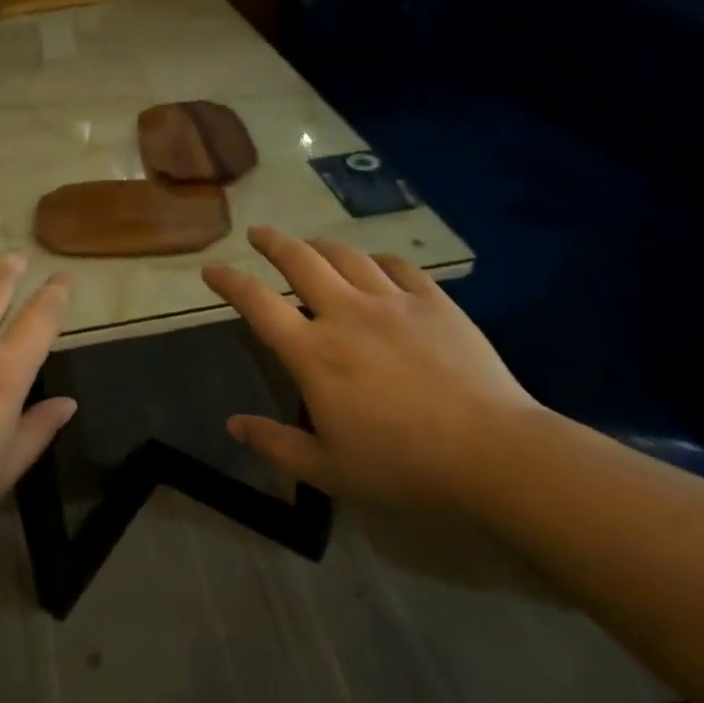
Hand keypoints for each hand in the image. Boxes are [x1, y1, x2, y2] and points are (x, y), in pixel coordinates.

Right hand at [203, 227, 539, 510]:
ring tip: (311, 245)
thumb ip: (275, 444)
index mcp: (313, 352)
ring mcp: (392, 302)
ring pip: (346, 256)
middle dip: (272, 242)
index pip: (257, 303)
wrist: (493, 453)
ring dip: (320, 246)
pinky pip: (398, 267)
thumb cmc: (403, 465)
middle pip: (299, 260)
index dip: (229, 282)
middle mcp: (345, 313)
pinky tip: (375, 265)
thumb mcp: (328, 469)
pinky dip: (377, 260)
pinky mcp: (434, 302)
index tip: (211, 269)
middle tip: (257, 232)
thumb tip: (233, 424)